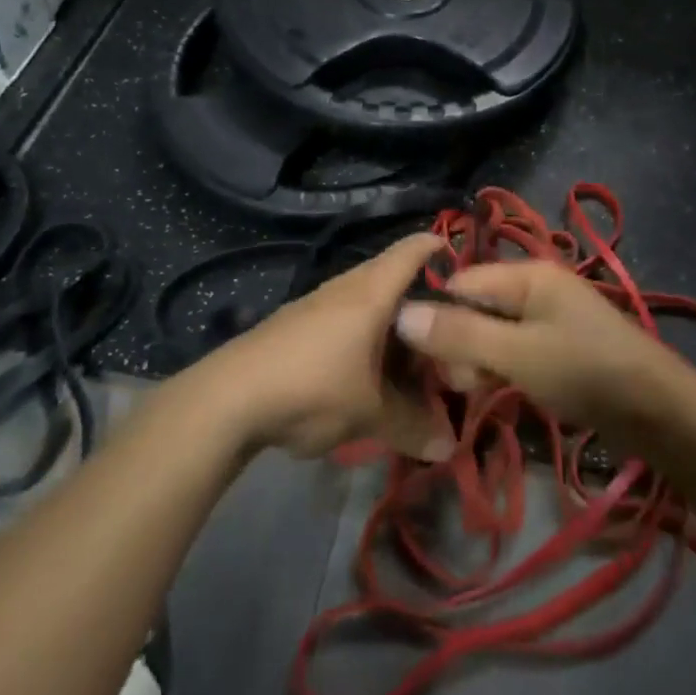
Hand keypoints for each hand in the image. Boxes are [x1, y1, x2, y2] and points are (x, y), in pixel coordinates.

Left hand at [202, 234, 451, 460]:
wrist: (228, 398)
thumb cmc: (312, 388)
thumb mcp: (369, 414)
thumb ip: (412, 427)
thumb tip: (449, 446)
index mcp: (372, 292)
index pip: (413, 250)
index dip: (441, 248)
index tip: (467, 265)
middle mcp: (346, 286)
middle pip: (392, 278)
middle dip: (421, 302)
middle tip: (446, 332)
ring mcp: (317, 303)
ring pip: (367, 301)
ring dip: (390, 323)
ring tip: (410, 357)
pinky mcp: (296, 324)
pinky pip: (344, 318)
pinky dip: (364, 335)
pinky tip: (365, 370)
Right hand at [393, 262, 673, 434]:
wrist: (658, 410)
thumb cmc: (585, 371)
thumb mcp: (516, 353)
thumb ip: (460, 334)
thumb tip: (401, 314)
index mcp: (526, 274)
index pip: (461, 282)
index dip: (437, 316)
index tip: (423, 360)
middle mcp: (535, 287)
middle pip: (475, 307)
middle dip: (459, 344)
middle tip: (462, 384)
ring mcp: (548, 317)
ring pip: (492, 332)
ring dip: (478, 362)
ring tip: (480, 392)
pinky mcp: (557, 346)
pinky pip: (513, 349)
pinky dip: (501, 369)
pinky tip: (498, 392)